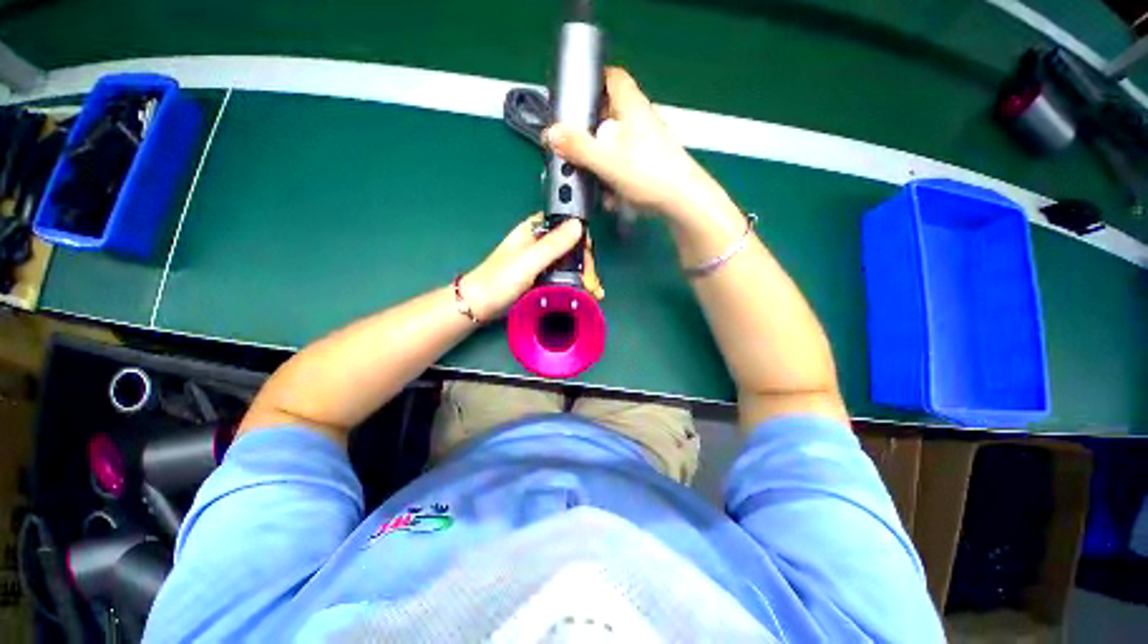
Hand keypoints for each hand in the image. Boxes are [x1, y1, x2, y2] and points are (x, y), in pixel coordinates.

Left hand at [462, 214, 603, 321]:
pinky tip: (584, 295)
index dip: (581, 240)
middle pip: (570, 247)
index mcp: (534, 230)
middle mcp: (538, 243)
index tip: (589, 259)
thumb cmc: (500, 280)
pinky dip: (574, 284)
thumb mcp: (529, 261)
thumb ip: (553, 244)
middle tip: (593, 284)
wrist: (480, 305)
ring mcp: (539, 261)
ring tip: (593, 294)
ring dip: (583, 276)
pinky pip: (562, 276)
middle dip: (585, 265)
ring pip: (568, 263)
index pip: (566, 226)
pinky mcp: (540, 277)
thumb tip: (579, 224)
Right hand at [543, 67, 730, 223]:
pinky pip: (626, 164)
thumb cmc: (647, 174)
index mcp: (632, 107)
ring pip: (616, 145)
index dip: (593, 81)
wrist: (682, 201)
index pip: (612, 77)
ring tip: (592, 181)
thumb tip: (551, 134)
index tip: (575, 98)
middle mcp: (641, 120)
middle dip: (591, 133)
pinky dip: (615, 176)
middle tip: (575, 149)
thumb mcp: (606, 161)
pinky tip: (612, 197)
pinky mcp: (651, 163)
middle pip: (610, 115)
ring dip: (601, 162)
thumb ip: (578, 147)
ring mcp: (648, 143)